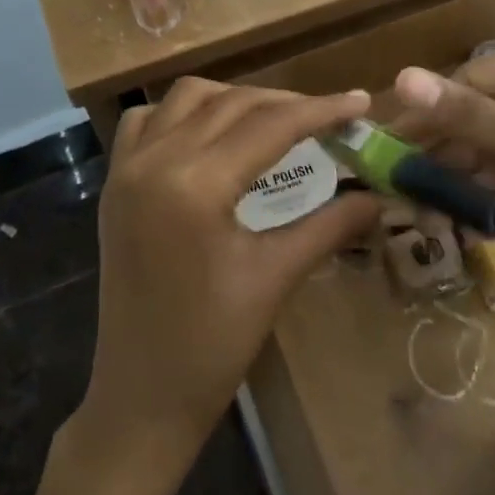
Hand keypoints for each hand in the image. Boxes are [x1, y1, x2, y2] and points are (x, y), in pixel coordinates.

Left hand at [80, 80, 382, 466]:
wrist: (141, 395)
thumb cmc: (213, 344)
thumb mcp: (276, 278)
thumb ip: (330, 225)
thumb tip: (378, 195)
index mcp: (194, 184)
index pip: (270, 125)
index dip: (321, 110)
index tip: (361, 103)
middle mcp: (154, 160)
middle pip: (231, 103)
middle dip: (285, 103)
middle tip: (329, 118)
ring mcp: (126, 170)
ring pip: (186, 99)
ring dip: (233, 99)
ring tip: (274, 120)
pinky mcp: (115, 185)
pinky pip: (146, 122)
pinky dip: (183, 114)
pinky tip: (210, 136)